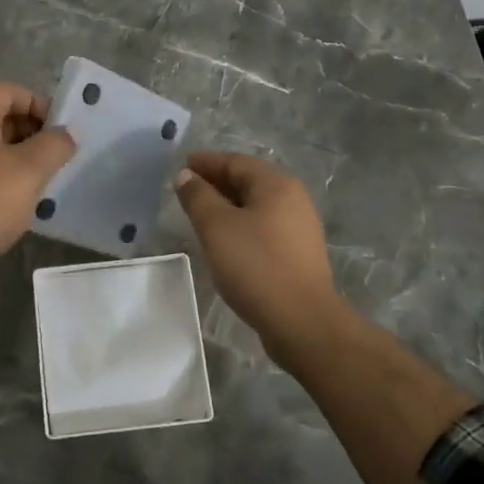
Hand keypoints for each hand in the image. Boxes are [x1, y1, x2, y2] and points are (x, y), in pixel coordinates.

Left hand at [0, 82, 76, 276]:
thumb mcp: (30, 169)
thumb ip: (55, 145)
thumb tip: (66, 133)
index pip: (11, 91)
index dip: (40, 105)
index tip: (61, 133)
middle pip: (1, 115)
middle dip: (33, 132)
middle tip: (56, 158)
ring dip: (21, 157)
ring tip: (43, 181)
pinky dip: (4, 176)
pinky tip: (20, 201)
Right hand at [174, 151, 341, 360]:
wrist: (301, 321)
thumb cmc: (255, 265)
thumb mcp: (216, 227)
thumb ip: (198, 197)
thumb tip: (186, 175)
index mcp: (276, 184)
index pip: (235, 162)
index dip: (206, 162)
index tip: (181, 166)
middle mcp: (293, 199)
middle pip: (248, 181)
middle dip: (216, 182)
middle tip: (186, 190)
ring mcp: (299, 228)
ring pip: (255, 206)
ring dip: (227, 205)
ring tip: (200, 215)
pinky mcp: (297, 253)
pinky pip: (263, 227)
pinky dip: (240, 225)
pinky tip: (224, 241)